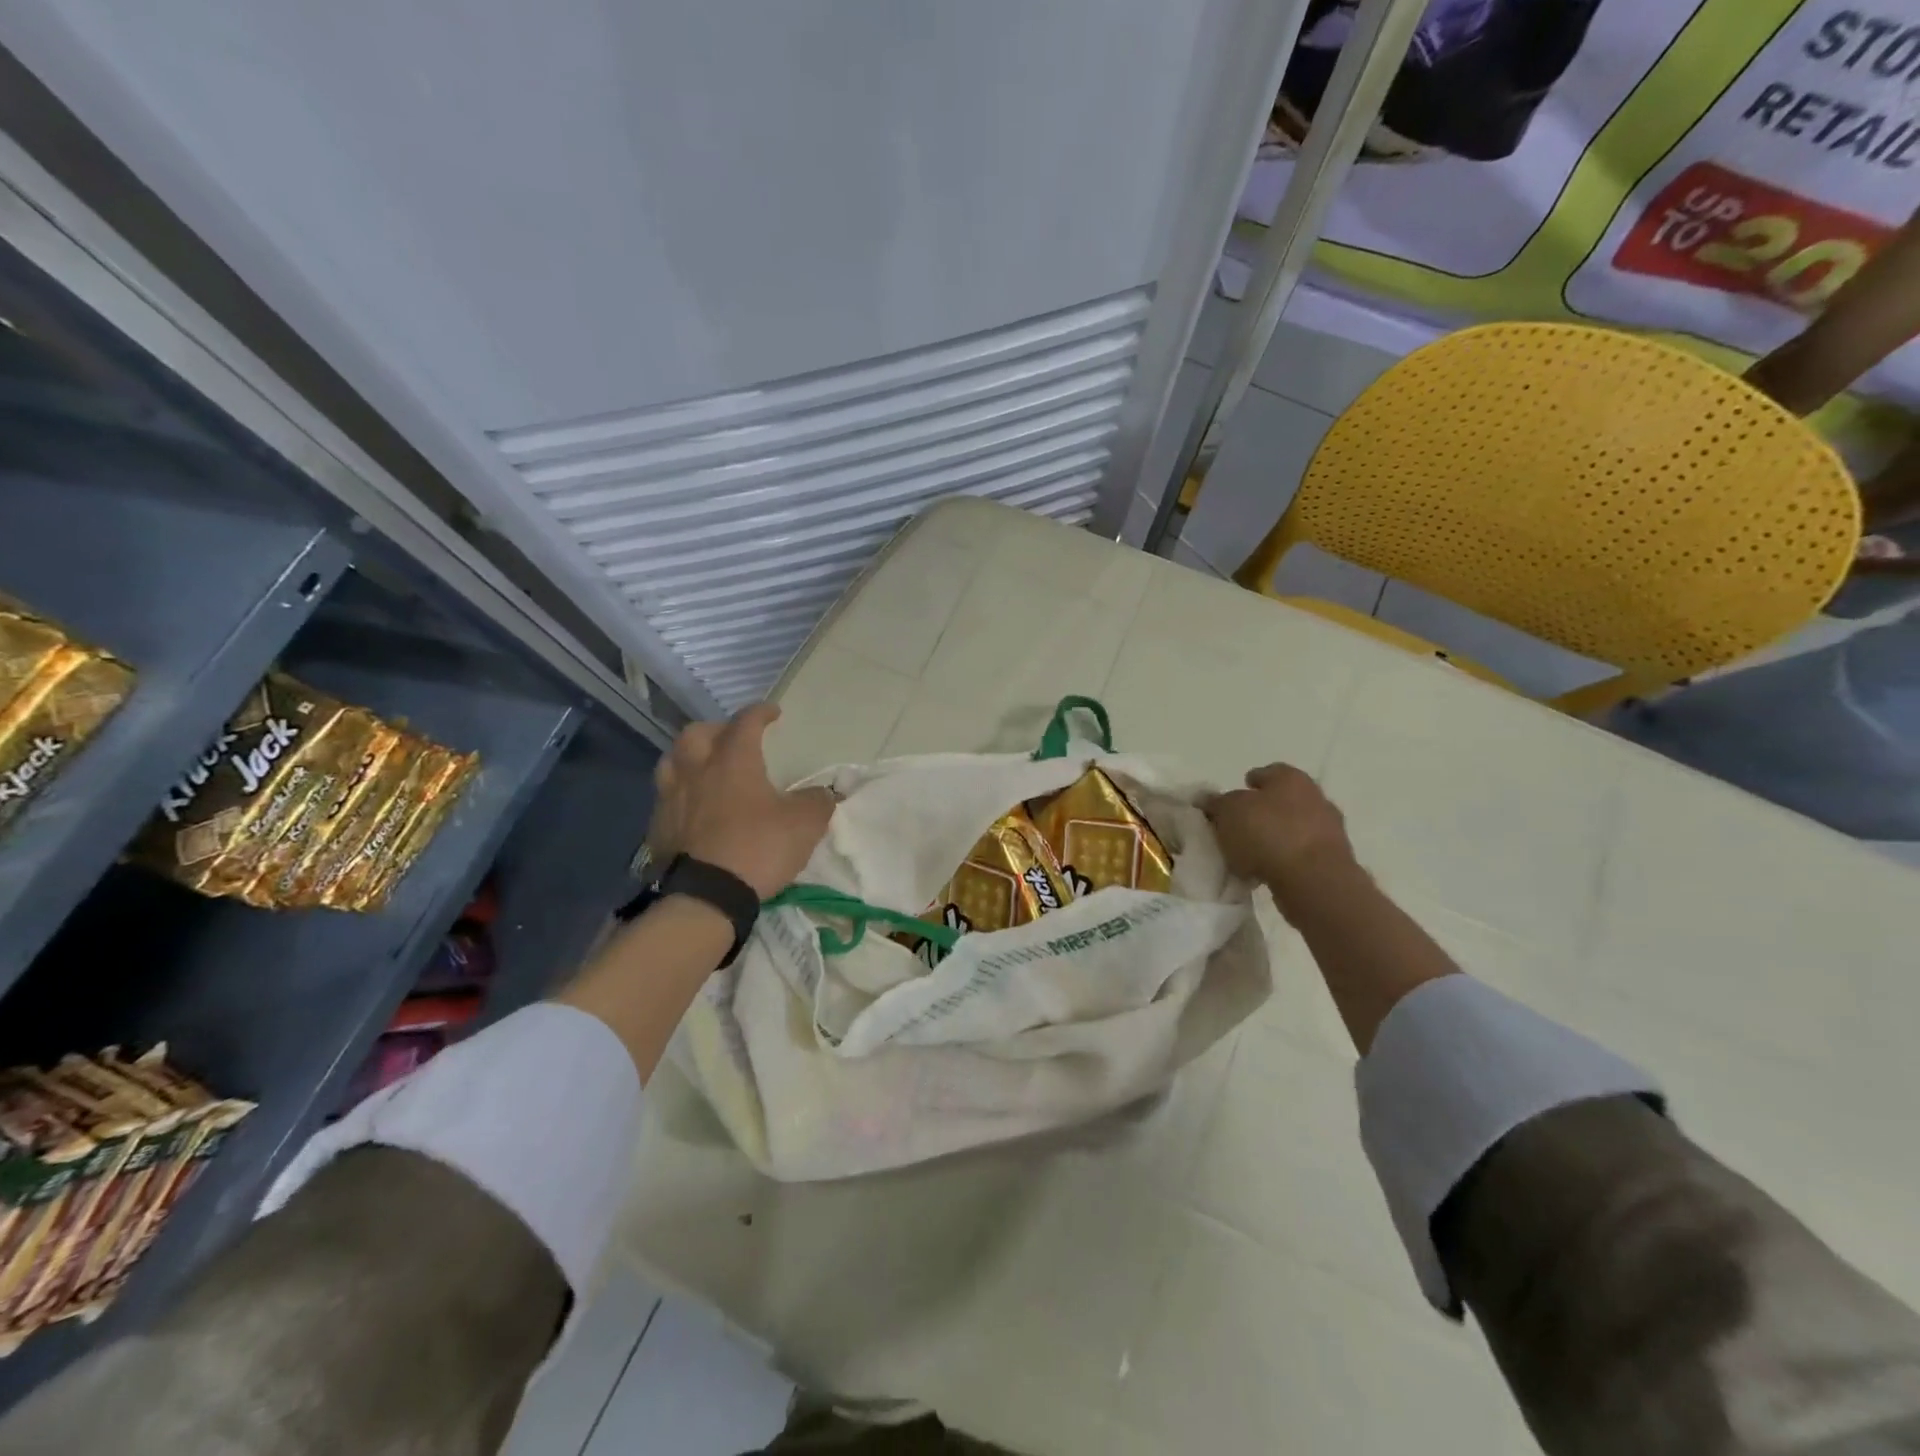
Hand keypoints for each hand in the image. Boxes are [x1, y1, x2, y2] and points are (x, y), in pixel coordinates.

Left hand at [647, 704, 834, 899]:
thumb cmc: (758, 848)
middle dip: (716, 729)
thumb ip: (817, 802)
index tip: (773, 713)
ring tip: (705, 768)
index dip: (761, 712)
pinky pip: (665, 797)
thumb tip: (825, 793)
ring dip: (689, 757)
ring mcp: (671, 798)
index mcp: (733, 760)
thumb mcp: (804, 824)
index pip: (746, 722)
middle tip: (732, 739)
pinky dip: (680, 793)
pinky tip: (692, 807)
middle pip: (696, 733)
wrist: (705, 896)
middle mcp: (696, 770)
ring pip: (672, 761)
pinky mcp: (657, 827)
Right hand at [1203, 763, 1355, 896]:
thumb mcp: (1228, 812)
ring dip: (1275, 836)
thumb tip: (1206, 798)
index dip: (1247, 784)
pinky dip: (1286, 859)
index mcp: (1290, 778)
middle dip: (1262, 811)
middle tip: (1238, 826)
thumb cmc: (1267, 834)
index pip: (1266, 773)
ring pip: (1294, 827)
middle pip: (1282, 800)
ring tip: (1249, 854)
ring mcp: (1329, 830)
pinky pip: (1301, 854)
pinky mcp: (1333, 860)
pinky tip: (1267, 871)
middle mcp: (1315, 797)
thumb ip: (1216, 803)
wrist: (1313, 880)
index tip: (1232, 800)